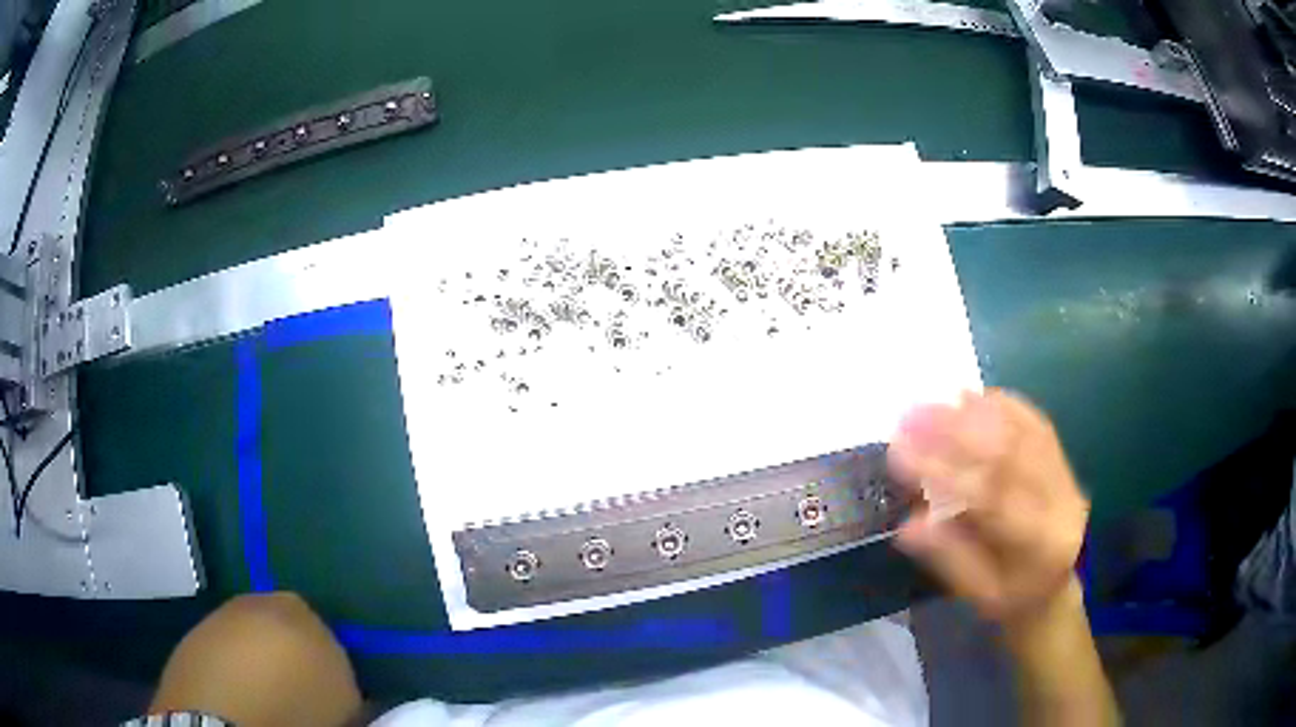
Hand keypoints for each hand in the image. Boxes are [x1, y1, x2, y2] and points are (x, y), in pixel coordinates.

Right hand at [888, 389, 1089, 625]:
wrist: (1053, 586)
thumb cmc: (1011, 598)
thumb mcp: (977, 594)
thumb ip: (949, 557)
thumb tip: (907, 525)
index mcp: (1041, 544)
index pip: (993, 500)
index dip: (946, 473)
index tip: (901, 454)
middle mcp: (1061, 501)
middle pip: (1011, 456)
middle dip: (957, 432)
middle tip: (911, 417)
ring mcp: (1065, 475)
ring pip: (1022, 432)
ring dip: (975, 413)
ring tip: (932, 403)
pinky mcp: (1061, 458)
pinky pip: (1033, 422)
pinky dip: (1000, 405)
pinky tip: (970, 397)